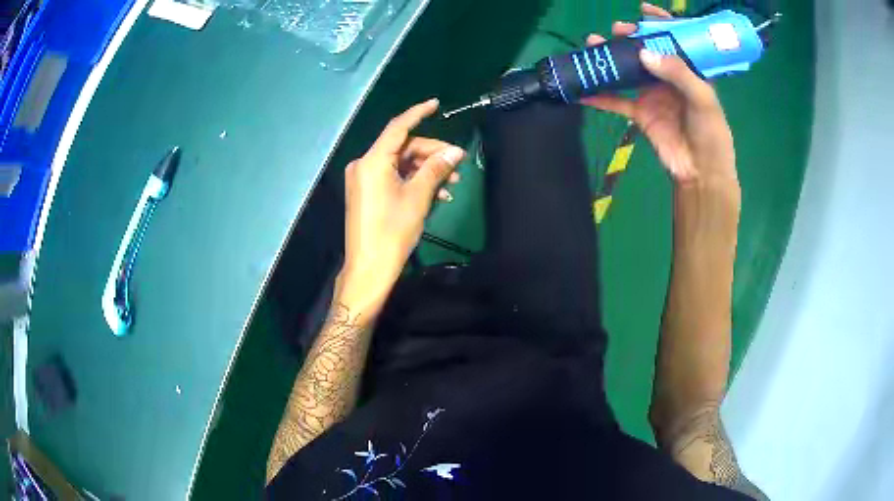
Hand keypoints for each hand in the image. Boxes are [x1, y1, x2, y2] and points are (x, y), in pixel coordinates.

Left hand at [342, 99, 464, 296]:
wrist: (369, 268)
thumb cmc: (393, 231)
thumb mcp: (418, 197)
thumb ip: (436, 169)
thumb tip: (455, 151)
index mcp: (373, 161)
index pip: (398, 128)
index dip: (418, 113)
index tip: (435, 104)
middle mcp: (364, 165)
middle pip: (402, 148)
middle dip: (431, 154)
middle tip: (457, 165)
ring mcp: (363, 180)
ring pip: (400, 164)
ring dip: (426, 170)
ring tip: (451, 184)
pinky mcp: (366, 193)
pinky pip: (392, 178)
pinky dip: (413, 182)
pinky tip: (436, 194)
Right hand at [581, 3, 735, 185]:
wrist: (701, 173)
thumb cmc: (711, 135)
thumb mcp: (703, 100)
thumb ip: (678, 73)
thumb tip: (644, 53)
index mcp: (690, 71)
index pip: (675, 39)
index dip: (661, 22)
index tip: (643, 10)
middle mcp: (669, 78)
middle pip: (646, 51)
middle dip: (630, 37)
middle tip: (616, 29)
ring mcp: (652, 94)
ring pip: (627, 70)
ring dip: (610, 58)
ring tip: (593, 44)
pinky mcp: (640, 113)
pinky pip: (616, 101)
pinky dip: (599, 95)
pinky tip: (582, 88)